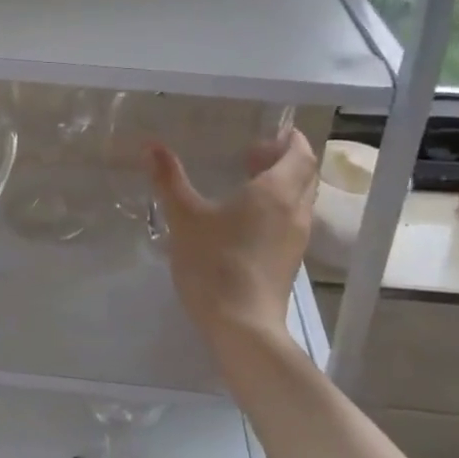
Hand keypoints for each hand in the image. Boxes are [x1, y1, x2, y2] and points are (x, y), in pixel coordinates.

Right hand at [147, 129, 317, 335]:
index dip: (290, 140)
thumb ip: (169, 179)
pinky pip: (293, 220)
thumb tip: (152, 145)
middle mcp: (295, 211)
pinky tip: (247, 219)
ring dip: (283, 184)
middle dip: (285, 159)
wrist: (242, 325)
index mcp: (276, 192)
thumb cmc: (214, 263)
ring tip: (248, 183)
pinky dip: (279, 207)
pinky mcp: (290, 260)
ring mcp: (297, 238)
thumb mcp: (184, 218)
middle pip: (306, 174)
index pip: (301, 154)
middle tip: (252, 154)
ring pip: (301, 199)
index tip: (270, 132)